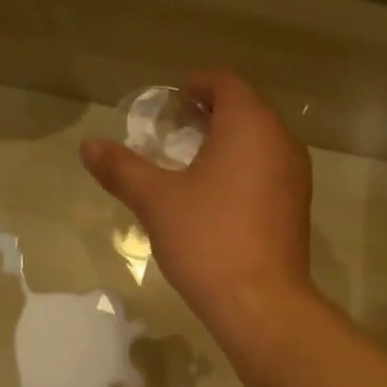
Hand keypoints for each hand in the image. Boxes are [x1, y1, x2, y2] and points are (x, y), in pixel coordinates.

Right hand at [82, 71, 314, 343]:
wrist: (261, 303)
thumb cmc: (208, 240)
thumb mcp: (156, 201)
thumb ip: (122, 169)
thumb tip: (88, 146)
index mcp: (250, 124)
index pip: (225, 83)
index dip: (196, 85)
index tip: (171, 101)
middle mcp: (282, 141)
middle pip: (247, 110)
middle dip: (211, 115)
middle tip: (175, 132)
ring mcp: (296, 177)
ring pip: (260, 144)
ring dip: (229, 144)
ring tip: (193, 165)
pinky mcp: (298, 209)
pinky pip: (269, 173)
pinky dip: (245, 171)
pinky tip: (218, 199)